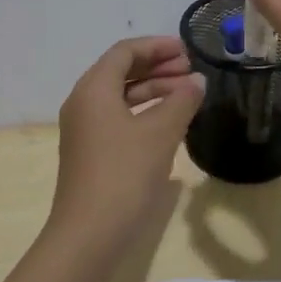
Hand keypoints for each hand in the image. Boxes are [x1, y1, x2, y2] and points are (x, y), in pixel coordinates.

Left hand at [50, 36, 204, 252]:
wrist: (89, 234)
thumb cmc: (124, 174)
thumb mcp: (160, 133)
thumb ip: (182, 100)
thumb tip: (197, 81)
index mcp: (93, 89)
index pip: (125, 52)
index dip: (157, 47)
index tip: (187, 51)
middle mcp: (83, 103)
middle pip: (121, 71)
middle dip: (157, 67)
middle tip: (191, 71)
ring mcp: (84, 129)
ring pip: (121, 96)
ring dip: (153, 90)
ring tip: (188, 95)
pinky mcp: (90, 152)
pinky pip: (118, 117)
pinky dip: (144, 112)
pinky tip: (170, 123)